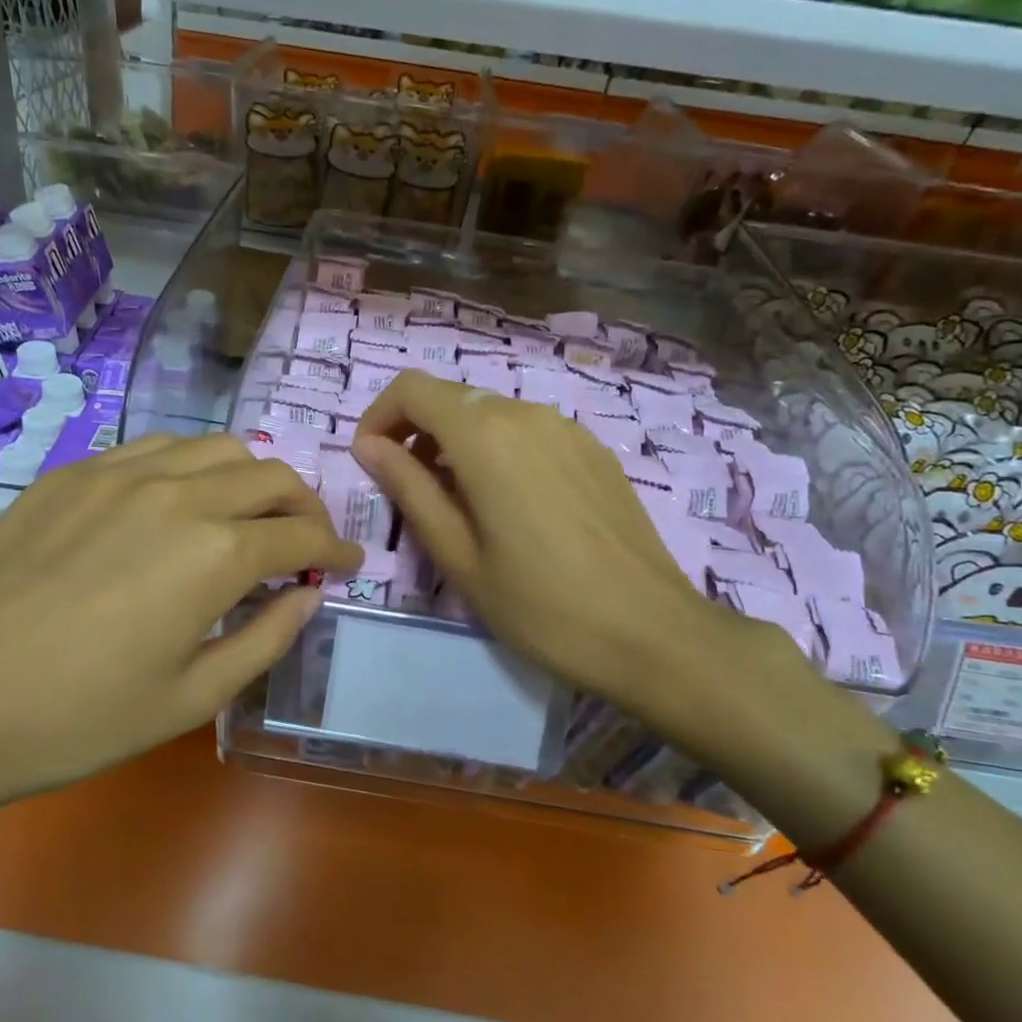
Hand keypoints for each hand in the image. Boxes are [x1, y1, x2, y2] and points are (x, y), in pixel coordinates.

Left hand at [0, 434, 361, 827]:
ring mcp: (123, 471)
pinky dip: (193, 466)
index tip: (351, 564)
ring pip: (218, 447)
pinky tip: (180, 501)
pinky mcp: (76, 470)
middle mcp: (181, 492)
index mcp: (217, 553)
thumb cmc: (74, 717)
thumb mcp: (189, 698)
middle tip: (306, 543)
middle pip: (272, 475)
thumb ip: (265, 639)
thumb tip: (309, 597)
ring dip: (252, 476)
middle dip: (305, 507)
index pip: (303, 537)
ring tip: (249, 515)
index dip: (337, 550)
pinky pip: (158, 446)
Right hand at [351, 372, 834, 775]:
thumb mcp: (457, 554)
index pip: (412, 389)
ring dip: (456, 443)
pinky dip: (498, 450)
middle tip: (409, 491)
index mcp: (485, 435)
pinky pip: (528, 432)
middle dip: (415, 432)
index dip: (379, 416)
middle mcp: (526, 414)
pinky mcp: (593, 450)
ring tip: (458, 504)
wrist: (652, 633)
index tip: (371, 460)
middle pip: (451, 398)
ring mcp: (567, 428)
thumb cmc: (539, 605)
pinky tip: (511, 506)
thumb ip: (407, 488)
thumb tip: (368, 445)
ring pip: (490, 414)